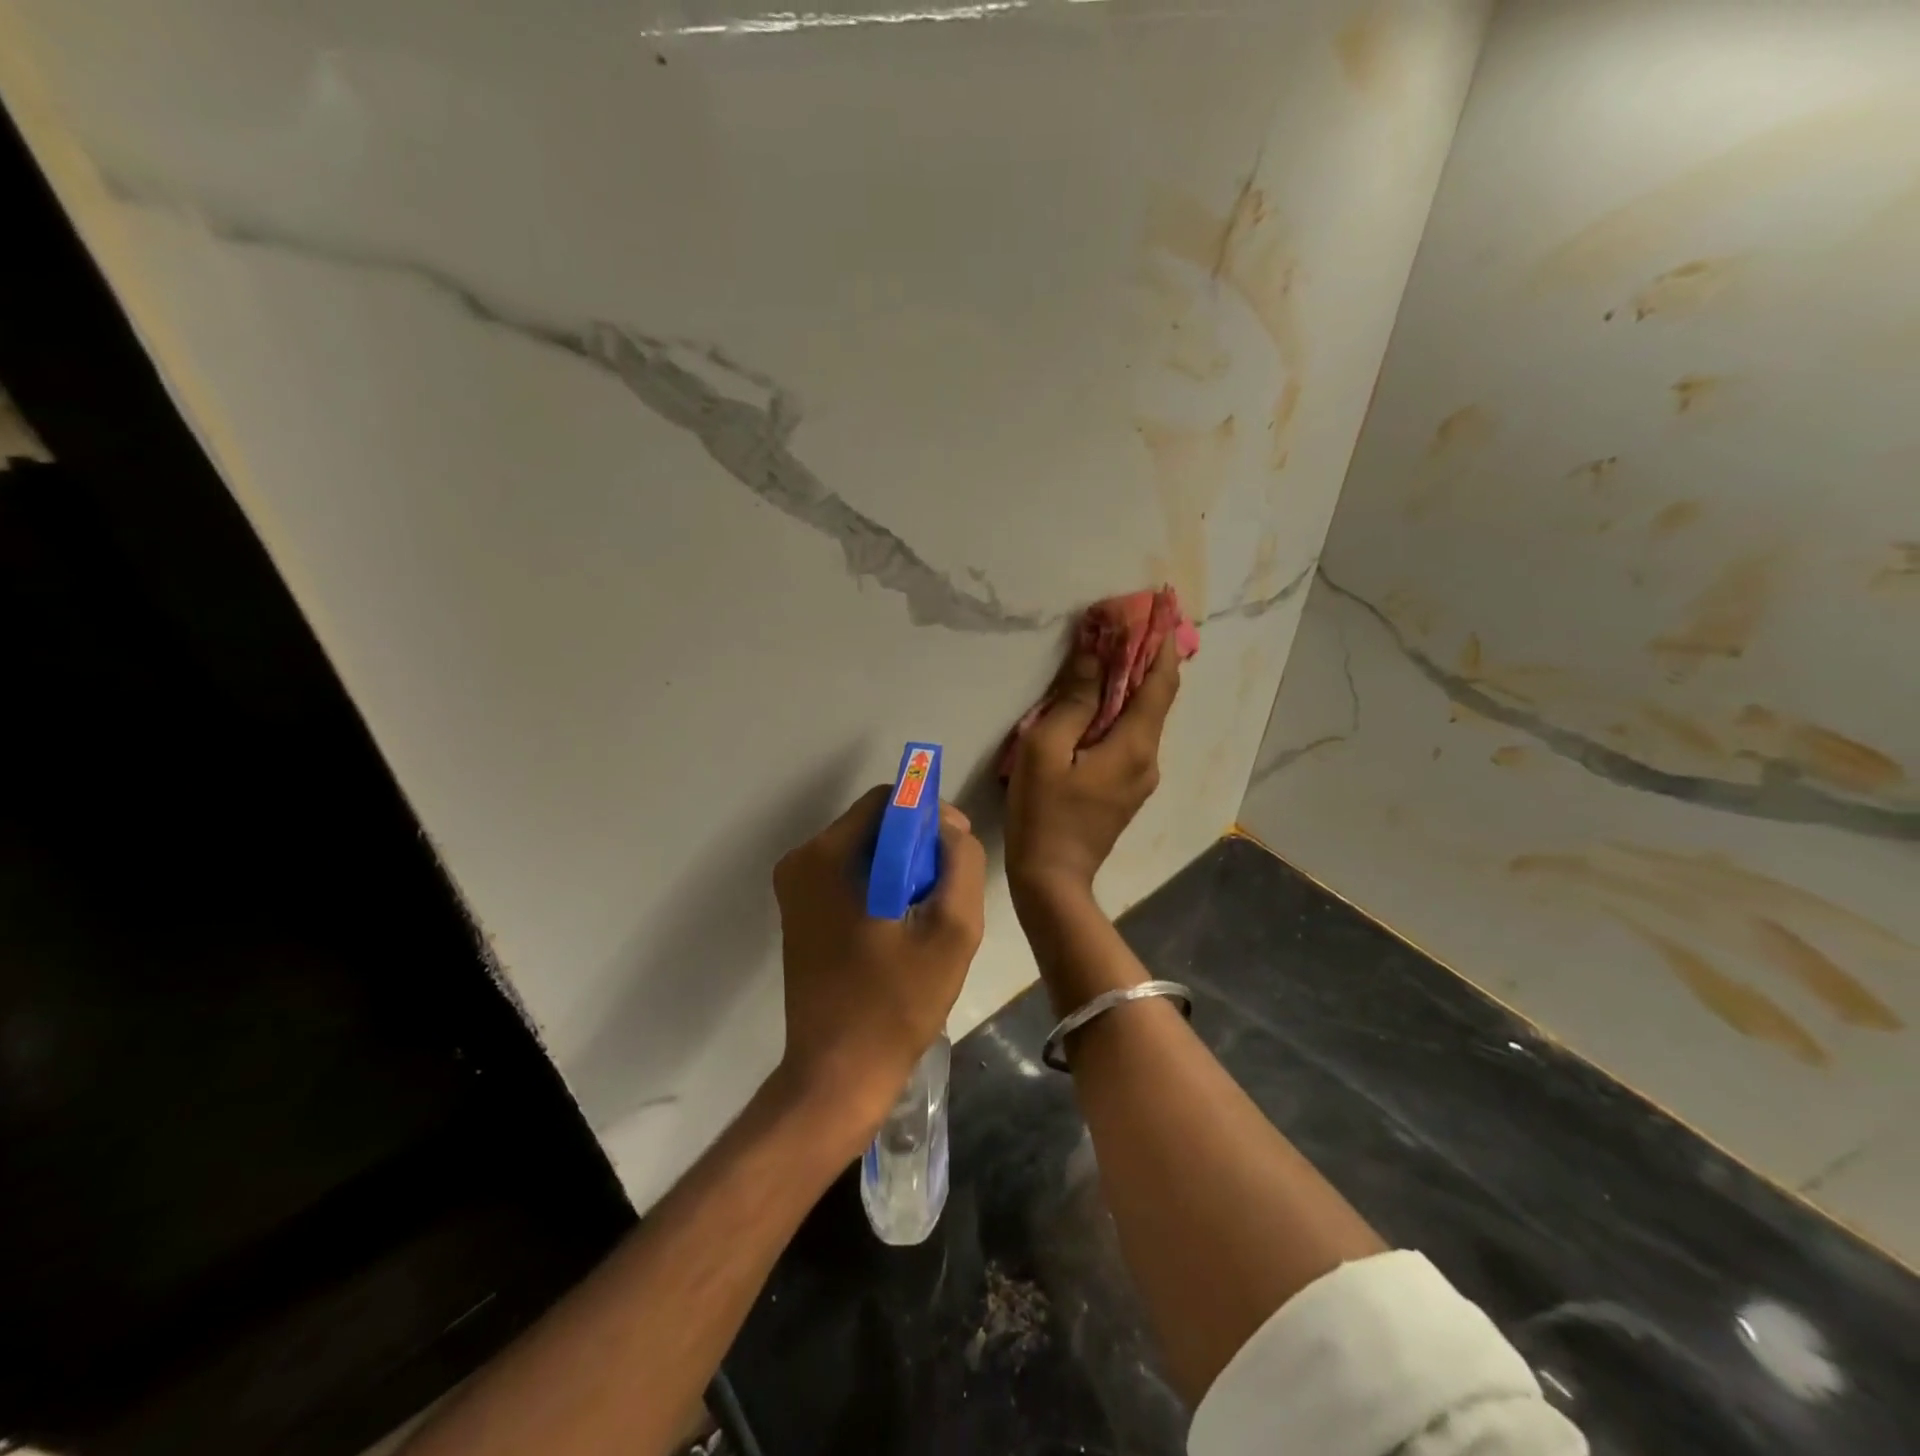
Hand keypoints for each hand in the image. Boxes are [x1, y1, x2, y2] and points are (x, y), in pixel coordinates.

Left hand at [771, 786, 986, 1141]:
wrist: (837, 1076)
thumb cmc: (896, 1003)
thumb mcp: (951, 930)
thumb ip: (961, 862)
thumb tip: (950, 827)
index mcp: (826, 856)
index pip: (888, 800)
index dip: (930, 815)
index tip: (958, 850)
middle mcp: (801, 862)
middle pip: (875, 824)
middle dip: (918, 845)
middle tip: (949, 889)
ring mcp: (796, 890)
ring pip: (866, 851)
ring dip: (904, 869)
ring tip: (930, 913)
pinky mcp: (800, 914)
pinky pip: (851, 877)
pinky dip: (883, 887)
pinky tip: (904, 927)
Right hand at [1005, 635, 1181, 902]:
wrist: (1052, 879)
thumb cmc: (1044, 813)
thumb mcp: (1047, 749)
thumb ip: (1075, 701)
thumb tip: (1096, 655)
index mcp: (1135, 745)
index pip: (1160, 682)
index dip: (1162, 642)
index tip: (1162, 607)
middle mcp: (1149, 758)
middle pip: (1156, 697)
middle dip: (1147, 657)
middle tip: (1133, 621)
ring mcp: (1140, 777)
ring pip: (1143, 718)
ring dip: (1132, 683)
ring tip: (1112, 652)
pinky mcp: (1126, 789)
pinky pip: (1130, 737)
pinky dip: (1121, 710)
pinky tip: (1099, 701)